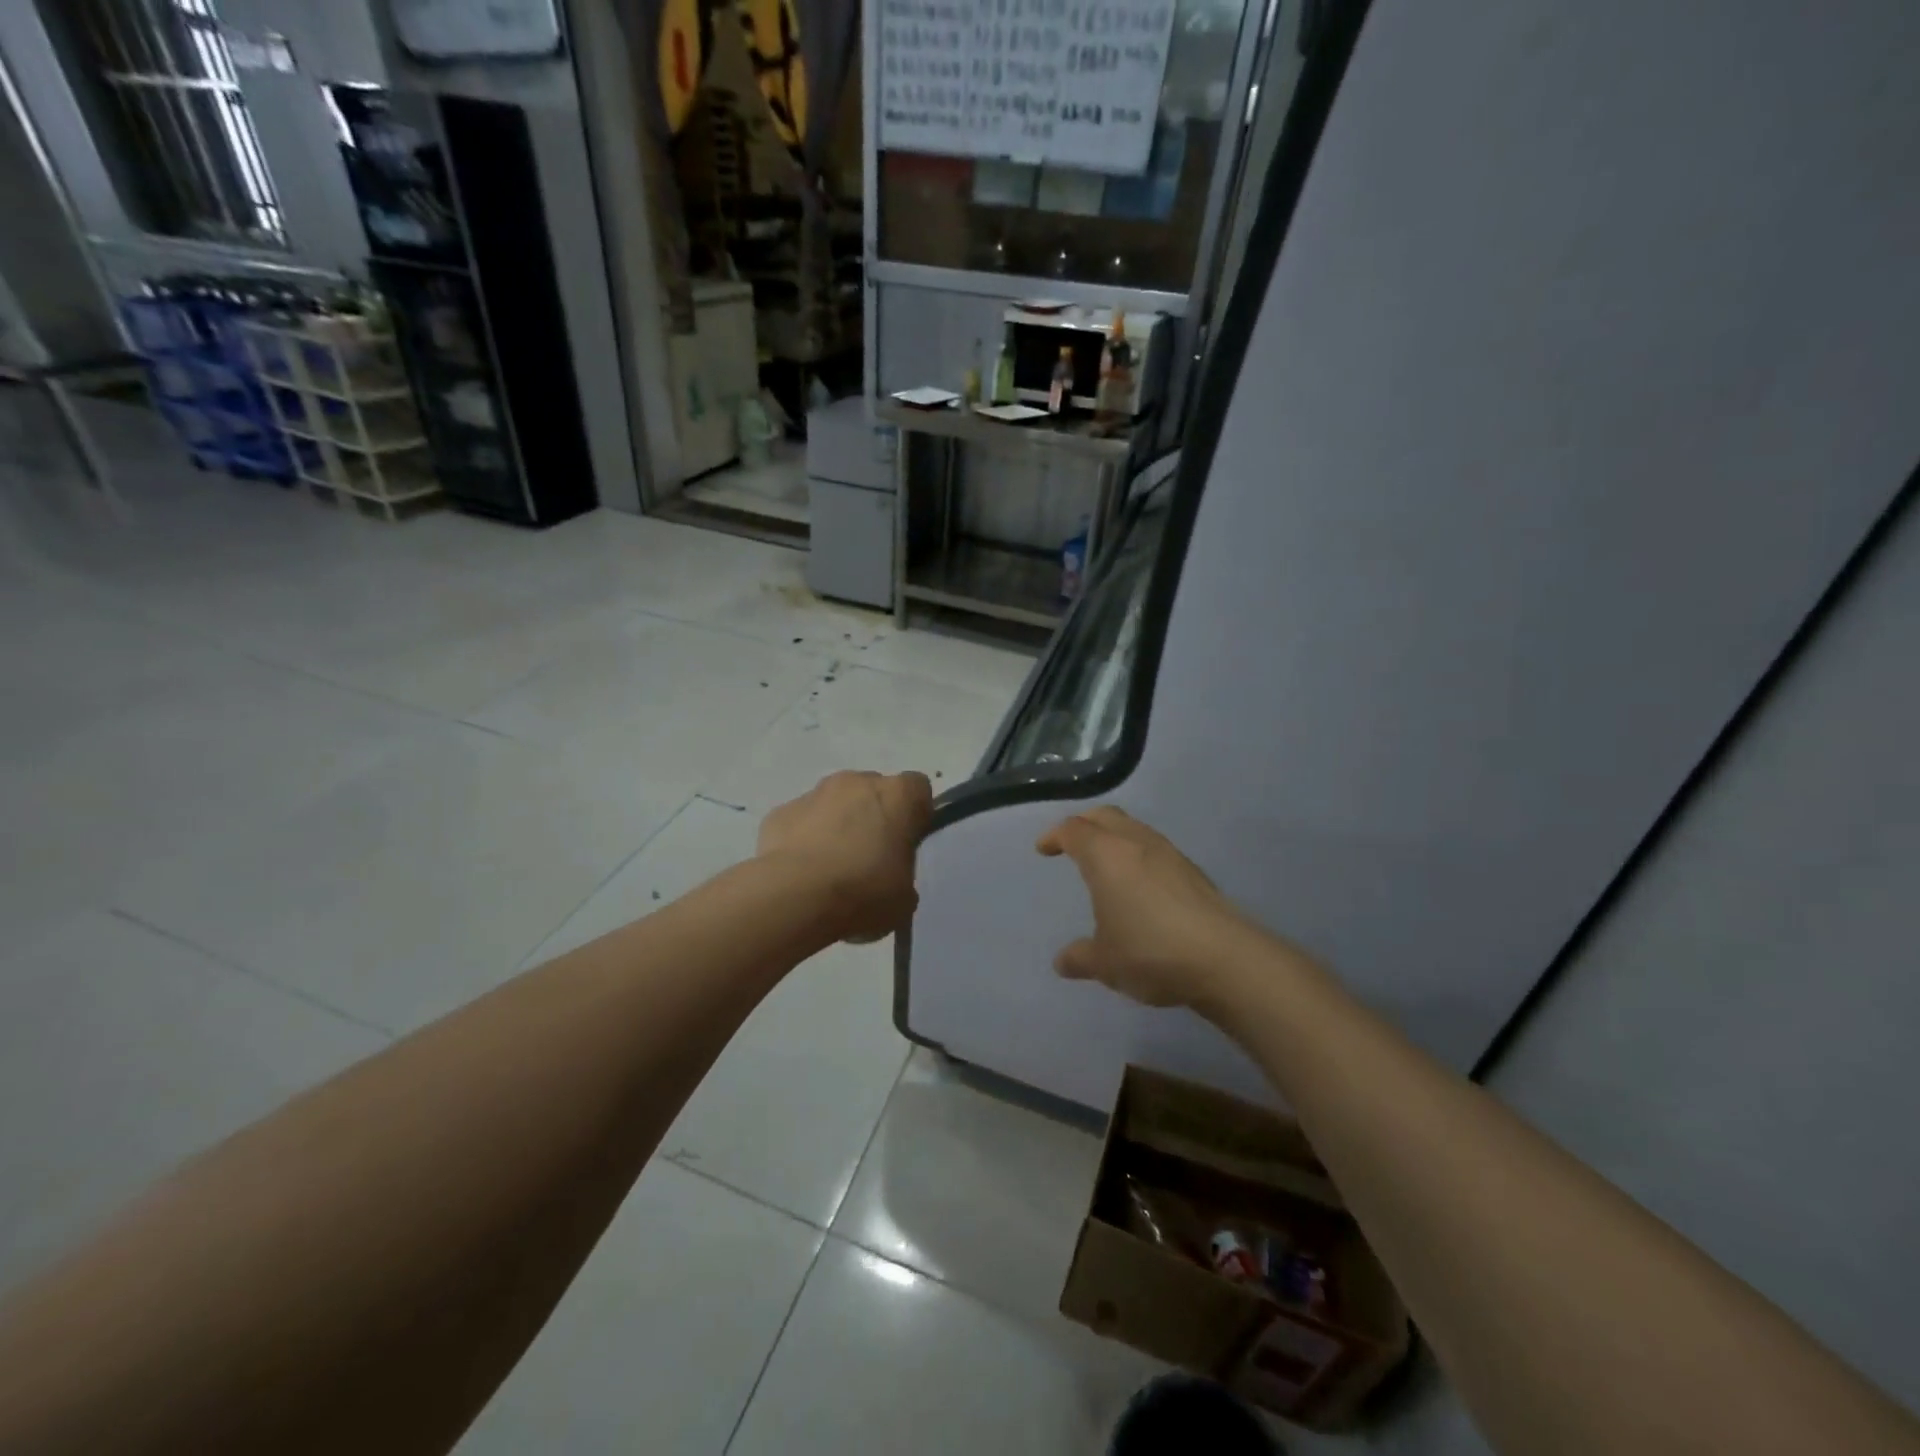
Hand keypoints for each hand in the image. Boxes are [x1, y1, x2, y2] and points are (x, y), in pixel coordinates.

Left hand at [759, 770, 933, 942]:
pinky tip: (801, 873)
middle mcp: (856, 781)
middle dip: (873, 817)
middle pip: (873, 791)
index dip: (914, 814)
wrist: (796, 897)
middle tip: (869, 859)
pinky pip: (801, 822)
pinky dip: (803, 840)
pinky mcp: (780, 812)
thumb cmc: (864, 892)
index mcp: (897, 795)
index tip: (907, 842)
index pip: (918, 789)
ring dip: (836, 826)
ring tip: (830, 869)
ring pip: (834, 804)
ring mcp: (814, 793)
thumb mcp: (904, 897)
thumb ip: (903, 874)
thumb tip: (889, 876)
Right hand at [1037, 806, 1266, 1011]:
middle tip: (1071, 842)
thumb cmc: (1150, 951)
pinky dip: (1138, 854)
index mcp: (1105, 855)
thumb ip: (1080, 957)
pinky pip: (1155, 848)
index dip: (1054, 836)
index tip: (1044, 849)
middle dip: (1084, 824)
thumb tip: (1062, 961)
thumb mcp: (1105, 962)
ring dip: (1114, 837)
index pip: (1073, 830)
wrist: (1225, 958)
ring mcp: (1169, 853)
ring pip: (1134, 829)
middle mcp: (1136, 843)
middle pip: (1104, 816)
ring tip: (1106, 862)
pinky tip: (1140, 884)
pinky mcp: (1193, 871)